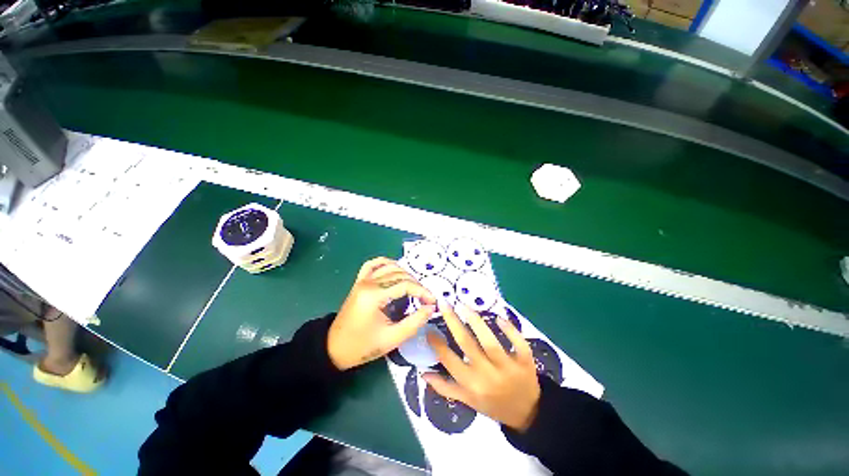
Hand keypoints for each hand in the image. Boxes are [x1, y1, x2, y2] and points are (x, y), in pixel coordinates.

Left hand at [328, 257, 435, 370]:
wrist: (334, 349)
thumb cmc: (363, 346)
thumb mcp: (392, 338)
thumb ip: (414, 322)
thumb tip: (431, 307)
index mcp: (374, 296)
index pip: (405, 285)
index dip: (423, 291)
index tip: (432, 301)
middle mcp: (368, 283)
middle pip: (400, 274)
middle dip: (416, 284)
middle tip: (425, 299)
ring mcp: (362, 280)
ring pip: (389, 267)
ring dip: (405, 274)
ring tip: (414, 288)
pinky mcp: (359, 282)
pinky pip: (373, 264)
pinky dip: (386, 263)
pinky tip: (395, 269)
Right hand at [425, 303, 540, 431]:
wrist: (528, 414)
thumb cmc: (493, 405)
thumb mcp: (467, 401)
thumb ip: (445, 387)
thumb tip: (423, 372)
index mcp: (471, 384)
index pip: (448, 360)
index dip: (436, 342)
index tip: (429, 327)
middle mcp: (487, 374)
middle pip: (466, 343)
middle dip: (453, 321)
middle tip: (444, 304)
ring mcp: (508, 367)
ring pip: (489, 341)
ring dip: (475, 320)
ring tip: (463, 305)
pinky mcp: (525, 361)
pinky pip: (518, 342)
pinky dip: (509, 329)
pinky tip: (498, 317)